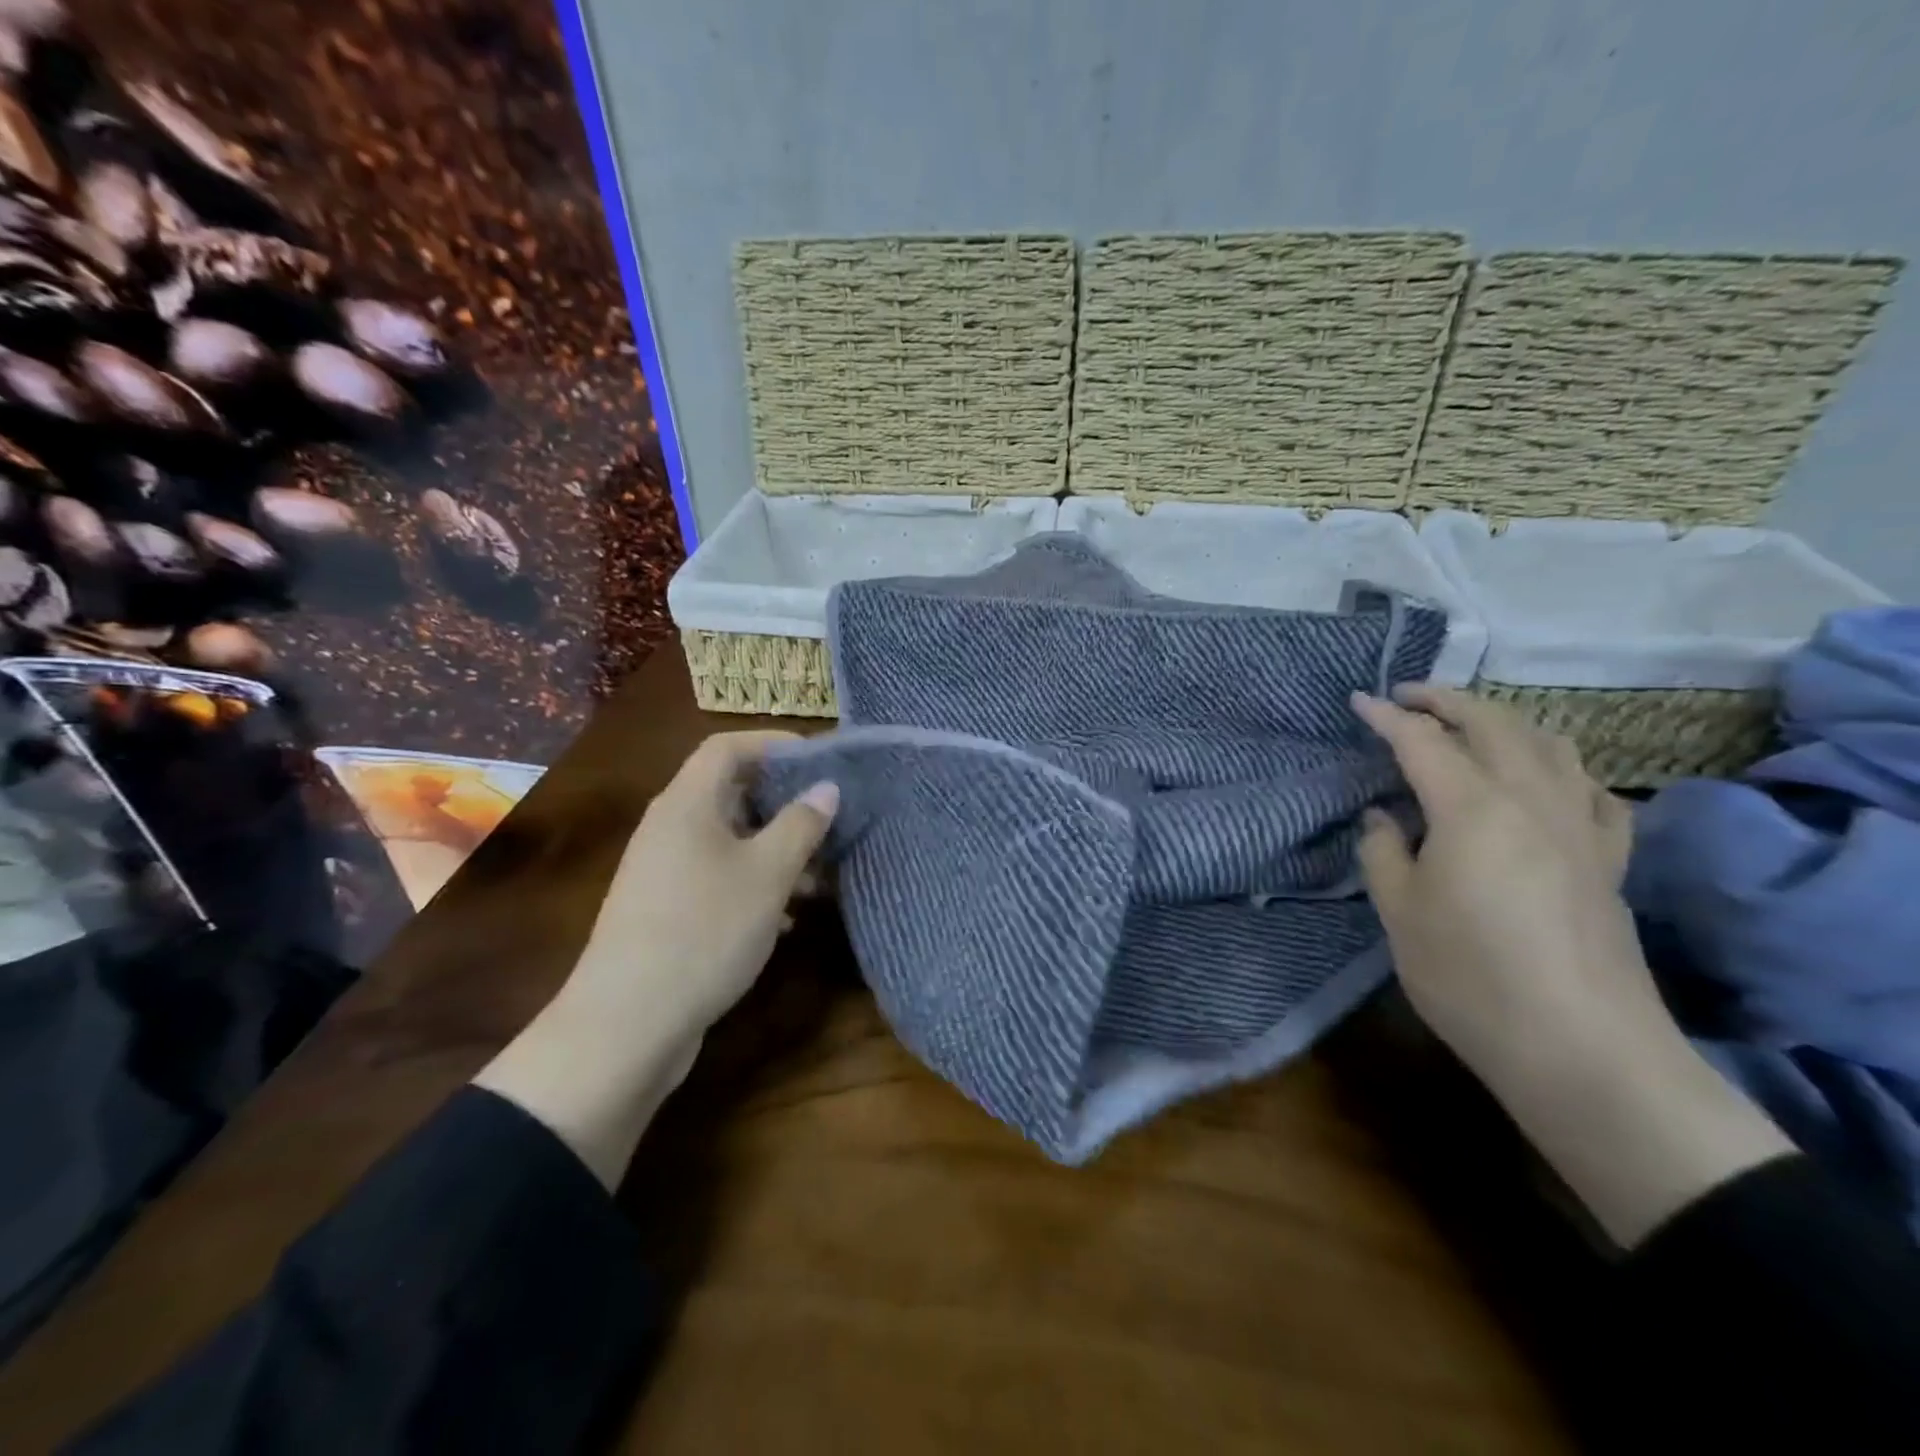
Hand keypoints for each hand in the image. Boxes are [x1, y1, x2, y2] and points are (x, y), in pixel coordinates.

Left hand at [475, 732, 836, 1188]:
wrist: (627, 1024)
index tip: (820, 759)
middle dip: (783, 801)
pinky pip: (717, 877)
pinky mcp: (666, 910)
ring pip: (728, 840)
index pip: (728, 747)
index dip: (774, 743)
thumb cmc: (705, 930)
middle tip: (829, 816)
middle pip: (730, 792)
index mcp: (686, 804)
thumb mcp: (767, 873)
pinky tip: (787, 915)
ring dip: (774, 848)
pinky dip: (754, 883)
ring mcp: (664, 871)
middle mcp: (670, 828)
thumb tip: (826, 788)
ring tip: (820, 872)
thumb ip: (801, 824)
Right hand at [1352, 684, 1643, 1091]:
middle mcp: (1532, 800)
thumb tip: (1384, 817)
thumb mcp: (1400, 912)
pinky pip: (1592, 789)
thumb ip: (1383, 852)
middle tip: (1408, 696)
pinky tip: (1549, 779)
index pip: (1422, 741)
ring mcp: (1581, 827)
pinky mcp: (1610, 859)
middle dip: (1447, 700)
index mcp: (1473, 807)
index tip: (1357, 701)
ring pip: (1550, 745)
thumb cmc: (1470, 976)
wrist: (1582, 1048)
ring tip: (1471, 724)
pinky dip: (1562, 767)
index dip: (1386, 717)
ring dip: (1505, 721)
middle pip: (1493, 725)